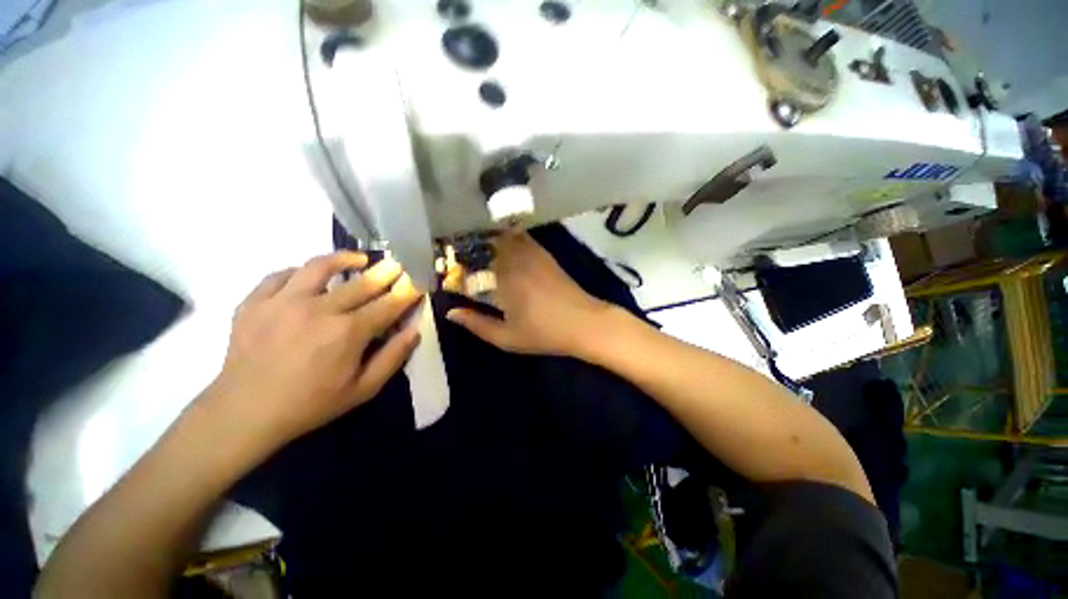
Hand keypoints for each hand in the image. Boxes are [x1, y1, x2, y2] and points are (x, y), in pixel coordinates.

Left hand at [207, 253, 422, 451]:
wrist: (244, 413)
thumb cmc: (310, 404)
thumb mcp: (362, 390)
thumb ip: (393, 358)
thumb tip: (414, 331)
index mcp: (348, 332)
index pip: (388, 304)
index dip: (406, 291)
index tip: (416, 282)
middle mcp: (318, 309)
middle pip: (361, 282)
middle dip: (385, 272)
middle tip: (396, 265)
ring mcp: (282, 302)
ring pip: (318, 266)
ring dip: (343, 259)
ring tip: (357, 259)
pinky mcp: (254, 302)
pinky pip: (281, 275)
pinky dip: (299, 272)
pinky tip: (308, 277)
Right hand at [446, 232, 612, 356]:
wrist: (584, 323)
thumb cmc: (544, 333)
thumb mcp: (507, 337)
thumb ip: (478, 324)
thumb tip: (451, 313)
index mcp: (503, 280)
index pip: (472, 262)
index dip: (456, 260)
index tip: (445, 263)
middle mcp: (516, 261)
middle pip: (487, 242)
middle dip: (469, 243)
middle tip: (457, 250)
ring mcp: (532, 255)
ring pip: (504, 236)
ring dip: (488, 237)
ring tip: (475, 243)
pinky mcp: (544, 255)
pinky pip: (522, 238)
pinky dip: (508, 236)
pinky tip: (502, 241)